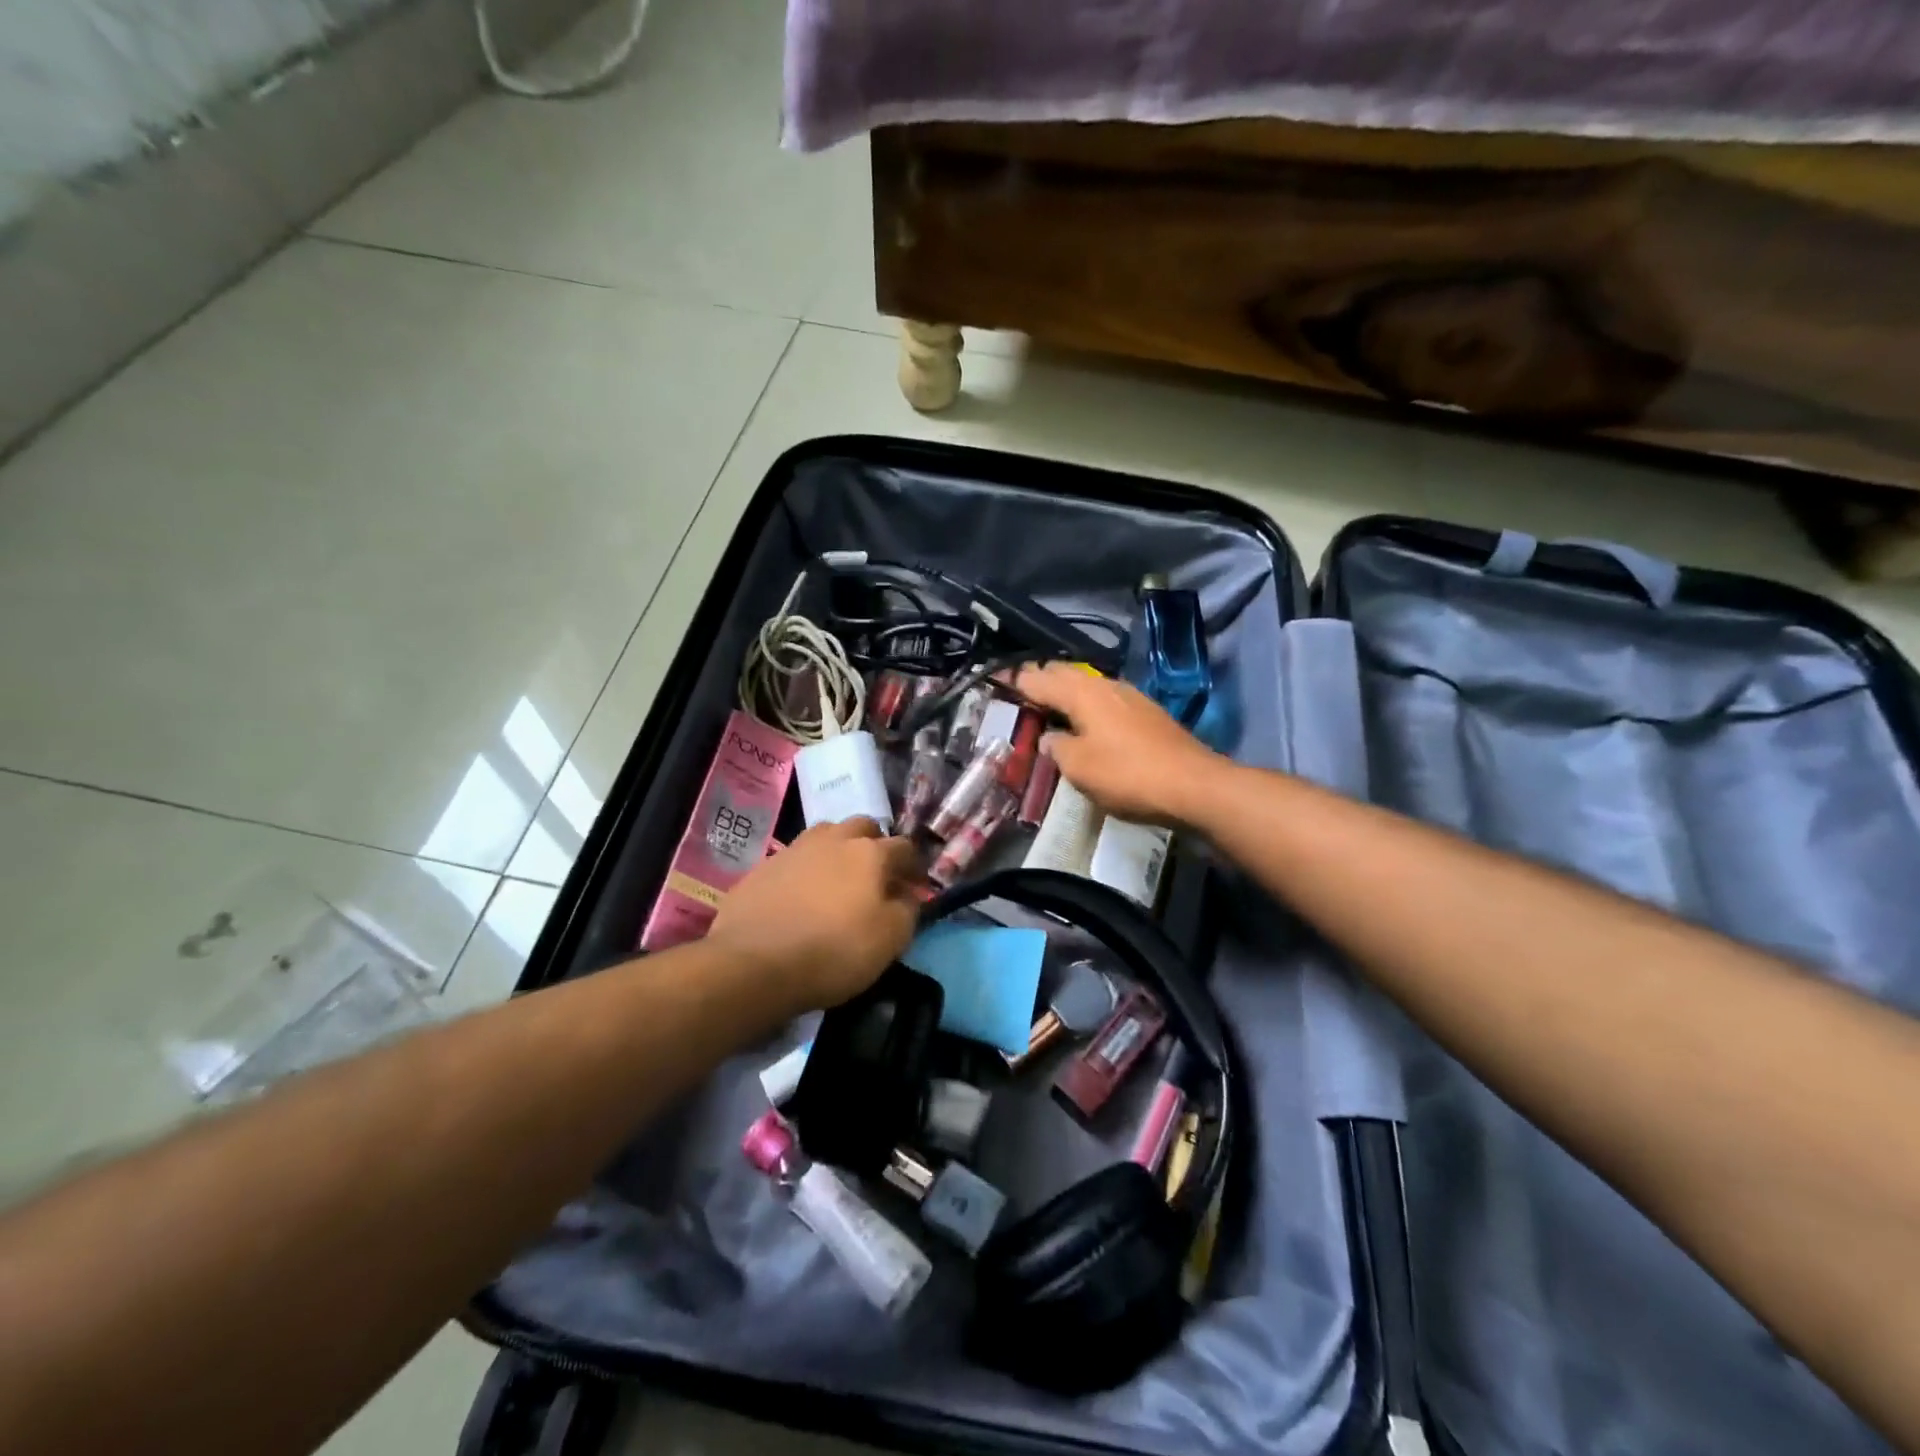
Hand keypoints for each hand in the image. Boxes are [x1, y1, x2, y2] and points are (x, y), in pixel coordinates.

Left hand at [709, 818, 920, 1012]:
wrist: (753, 962)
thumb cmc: (834, 950)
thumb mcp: (890, 939)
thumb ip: (907, 910)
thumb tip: (906, 895)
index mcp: (870, 852)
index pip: (904, 847)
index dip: (914, 865)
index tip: (915, 885)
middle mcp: (833, 839)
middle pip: (862, 827)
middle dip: (875, 844)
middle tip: (875, 875)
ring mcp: (794, 849)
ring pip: (826, 836)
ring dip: (838, 850)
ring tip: (838, 880)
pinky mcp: (763, 867)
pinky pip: (795, 859)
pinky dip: (806, 871)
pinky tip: (802, 897)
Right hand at [1015, 663, 1227, 827]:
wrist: (1193, 785)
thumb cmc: (1127, 774)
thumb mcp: (1079, 768)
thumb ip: (1057, 748)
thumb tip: (1050, 738)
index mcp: (1082, 693)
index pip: (1040, 678)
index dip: (1017, 679)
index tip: (997, 678)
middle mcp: (1105, 685)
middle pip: (1065, 672)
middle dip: (1042, 677)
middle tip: (1020, 688)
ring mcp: (1130, 696)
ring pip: (1088, 683)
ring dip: (1066, 689)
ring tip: (1049, 702)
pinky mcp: (1146, 713)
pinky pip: (1105, 698)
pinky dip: (1086, 702)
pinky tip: (1086, 718)